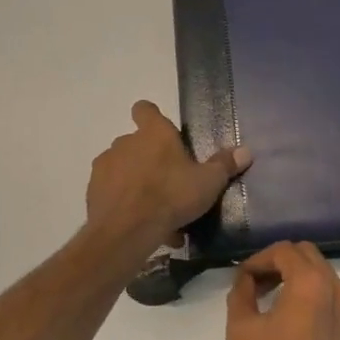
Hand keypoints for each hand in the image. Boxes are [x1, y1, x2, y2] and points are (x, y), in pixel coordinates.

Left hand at [86, 101, 250, 249]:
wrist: (126, 231)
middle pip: (136, 143)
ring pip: (124, 168)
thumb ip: (225, 165)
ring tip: (156, 210)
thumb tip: (246, 151)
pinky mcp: (93, 191)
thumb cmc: (171, 196)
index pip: (145, 109)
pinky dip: (125, 202)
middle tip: (169, 181)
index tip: (162, 132)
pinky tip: (142, 224)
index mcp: (154, 133)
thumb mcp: (208, 182)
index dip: (151, 116)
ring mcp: (105, 166)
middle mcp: (125, 142)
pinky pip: (113, 192)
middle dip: (150, 158)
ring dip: (136, 182)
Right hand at [226, 242, 339, 339]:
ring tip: (281, 309)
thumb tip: (246, 278)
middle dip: (283, 265)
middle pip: (310, 258)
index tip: (245, 278)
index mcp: (311, 283)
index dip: (260, 259)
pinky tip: (305, 334)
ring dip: (303, 285)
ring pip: (328, 282)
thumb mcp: (242, 331)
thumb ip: (241, 293)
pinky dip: (322, 309)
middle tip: (261, 286)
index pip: (285, 251)